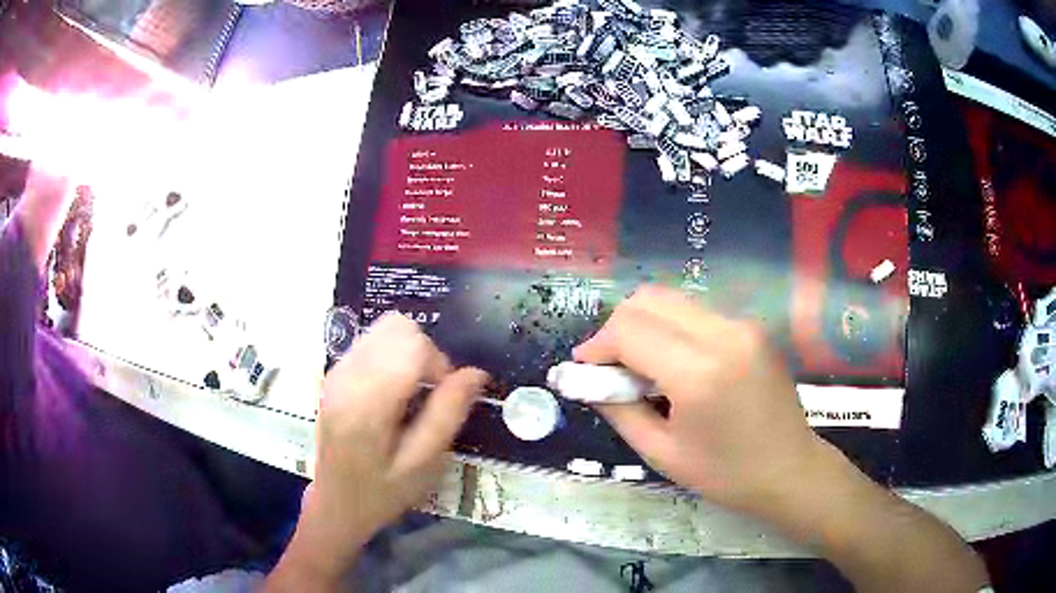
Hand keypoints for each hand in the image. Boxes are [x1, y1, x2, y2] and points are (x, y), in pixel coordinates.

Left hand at [273, 313, 487, 587]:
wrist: (336, 504)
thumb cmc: (382, 492)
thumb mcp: (423, 464)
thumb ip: (448, 414)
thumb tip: (476, 373)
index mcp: (367, 402)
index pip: (412, 345)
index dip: (439, 364)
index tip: (442, 399)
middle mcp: (346, 376)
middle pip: (398, 327)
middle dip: (425, 354)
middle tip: (428, 395)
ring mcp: (336, 371)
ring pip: (384, 329)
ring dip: (408, 352)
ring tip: (411, 392)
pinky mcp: (333, 373)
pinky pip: (371, 342)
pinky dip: (391, 356)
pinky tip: (392, 391)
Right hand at [574, 285, 822, 515]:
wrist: (790, 469)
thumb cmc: (725, 474)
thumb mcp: (660, 452)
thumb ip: (618, 409)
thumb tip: (586, 380)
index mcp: (699, 373)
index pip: (629, 330)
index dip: (597, 346)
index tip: (585, 370)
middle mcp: (723, 334)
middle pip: (648, 300)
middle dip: (617, 328)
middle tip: (611, 367)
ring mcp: (742, 324)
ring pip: (671, 300)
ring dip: (644, 325)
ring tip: (641, 366)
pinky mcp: (751, 326)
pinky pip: (695, 312)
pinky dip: (670, 328)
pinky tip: (673, 363)